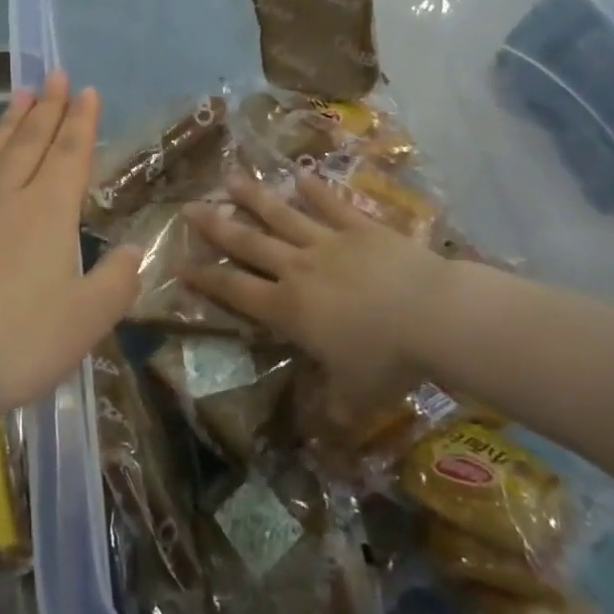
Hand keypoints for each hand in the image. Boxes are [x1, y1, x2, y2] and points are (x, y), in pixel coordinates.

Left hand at [0, 72, 141, 430]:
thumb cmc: (9, 344)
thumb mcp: (83, 324)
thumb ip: (115, 284)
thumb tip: (134, 250)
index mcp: (46, 214)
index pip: (69, 155)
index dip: (80, 122)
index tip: (86, 89)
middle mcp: (2, 201)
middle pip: (29, 143)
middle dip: (46, 107)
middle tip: (52, 74)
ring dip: (10, 124)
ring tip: (18, 97)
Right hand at [181, 170, 453, 391]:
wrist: (433, 316)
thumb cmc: (388, 360)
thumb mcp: (356, 396)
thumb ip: (334, 410)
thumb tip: (324, 438)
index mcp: (288, 309)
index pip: (236, 291)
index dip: (206, 279)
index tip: (181, 265)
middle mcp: (298, 269)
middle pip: (249, 243)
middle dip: (216, 226)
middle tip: (189, 207)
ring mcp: (328, 243)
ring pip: (282, 216)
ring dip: (254, 197)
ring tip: (230, 178)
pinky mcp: (360, 228)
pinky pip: (332, 206)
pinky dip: (315, 191)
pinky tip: (300, 175)